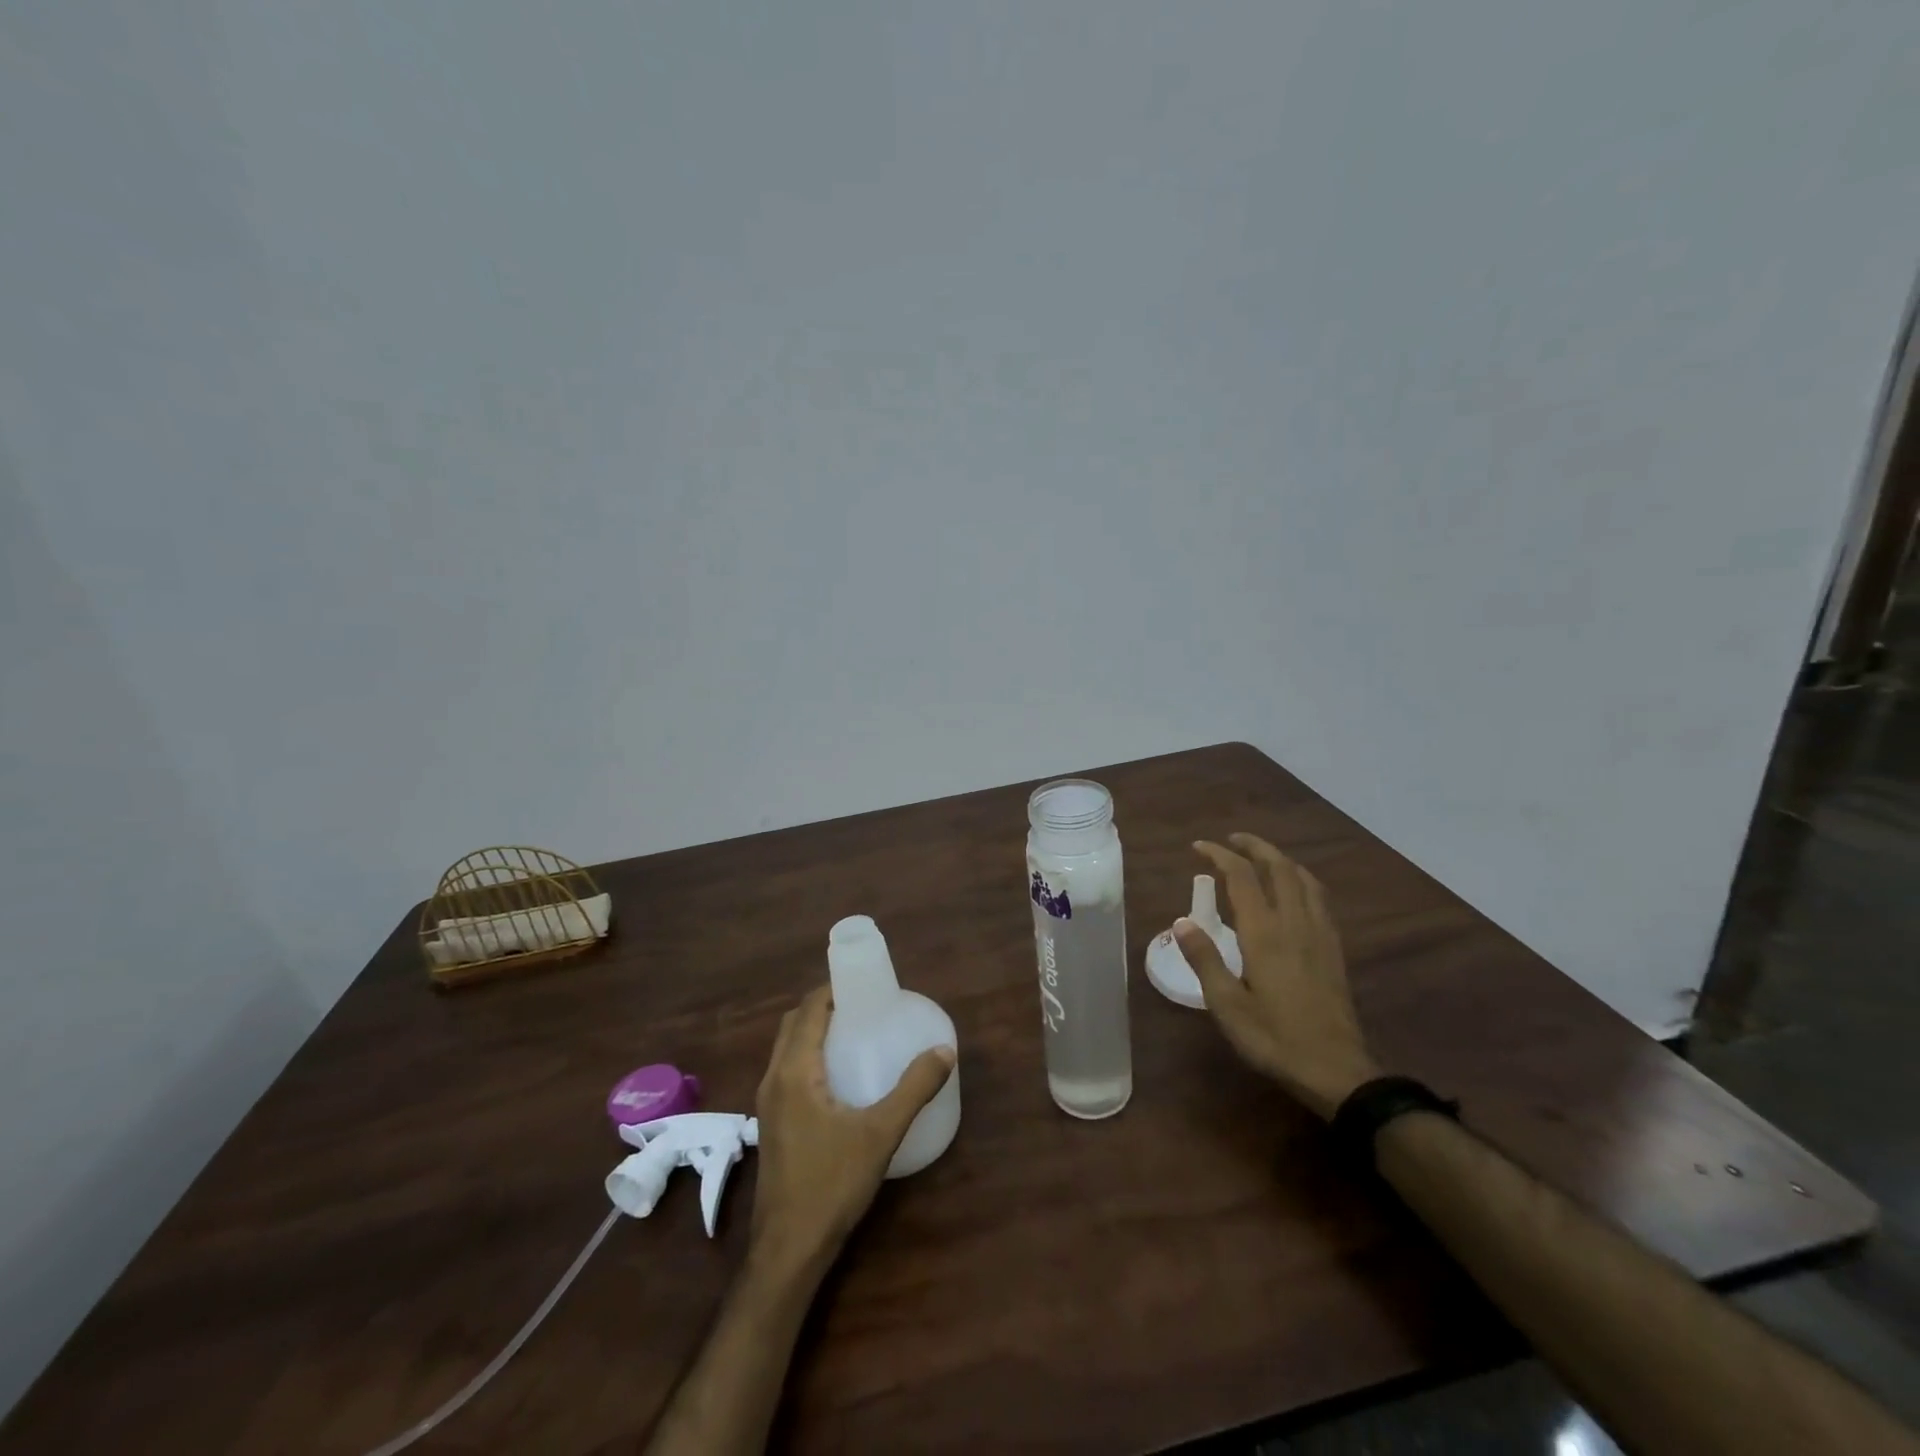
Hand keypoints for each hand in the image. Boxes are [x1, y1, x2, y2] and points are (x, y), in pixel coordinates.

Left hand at [750, 986, 954, 1275]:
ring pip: (787, 1048)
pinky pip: (787, 1070)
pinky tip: (840, 1076)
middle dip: (825, 1006)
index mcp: (793, 1071)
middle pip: (794, 1024)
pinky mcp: (772, 1125)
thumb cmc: (831, 1184)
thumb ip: (913, 1088)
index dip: (834, 988)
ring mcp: (768, 1104)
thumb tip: (944, 1051)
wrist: (788, 1250)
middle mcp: (773, 1079)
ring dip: (814, 1031)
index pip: (808, 1009)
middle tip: (864, 1006)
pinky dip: (809, 1056)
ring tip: (855, 1032)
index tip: (866, 983)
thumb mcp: (880, 1133)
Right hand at [1173, 833, 1379, 1120]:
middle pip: (1279, 868)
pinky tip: (1295, 892)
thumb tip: (1182, 922)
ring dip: (1280, 860)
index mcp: (1264, 934)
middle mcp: (1294, 924)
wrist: (1338, 1072)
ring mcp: (1320, 935)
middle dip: (1254, 847)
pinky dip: (1301, 880)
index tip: (1198, 847)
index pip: (1242, 877)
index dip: (1219, 855)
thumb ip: (1204, 960)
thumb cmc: (1275, 1040)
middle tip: (1231, 841)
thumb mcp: (1228, 1006)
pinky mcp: (1334, 950)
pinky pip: (1319, 899)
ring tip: (1261, 858)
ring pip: (1304, 880)